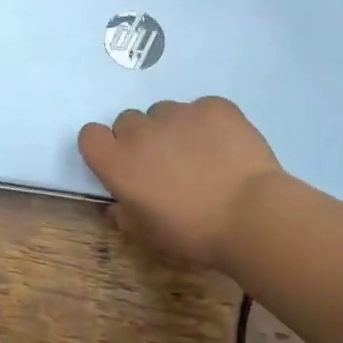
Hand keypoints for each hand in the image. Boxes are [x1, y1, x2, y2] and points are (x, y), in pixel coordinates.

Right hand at [77, 97, 283, 272]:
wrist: (252, 215)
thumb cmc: (195, 233)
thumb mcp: (151, 236)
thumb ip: (127, 216)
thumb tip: (119, 206)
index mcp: (119, 163)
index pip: (90, 136)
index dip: (104, 147)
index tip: (121, 163)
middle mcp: (142, 131)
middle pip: (128, 121)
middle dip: (140, 139)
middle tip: (165, 165)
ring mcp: (178, 113)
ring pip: (164, 112)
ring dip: (173, 129)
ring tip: (201, 156)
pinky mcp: (213, 106)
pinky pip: (201, 109)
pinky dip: (208, 124)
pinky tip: (225, 147)